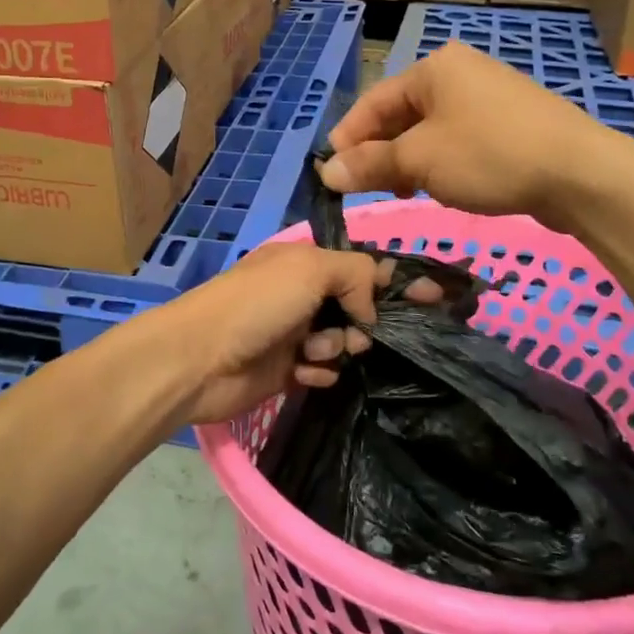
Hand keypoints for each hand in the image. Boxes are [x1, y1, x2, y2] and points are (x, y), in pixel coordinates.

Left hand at [158, 243, 383, 426]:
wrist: (199, 359)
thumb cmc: (256, 305)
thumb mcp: (310, 269)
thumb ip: (356, 274)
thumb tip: (370, 308)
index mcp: (305, 261)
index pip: (361, 265)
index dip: (395, 280)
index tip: (434, 297)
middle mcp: (302, 294)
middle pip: (357, 306)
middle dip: (366, 321)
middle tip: (361, 334)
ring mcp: (294, 332)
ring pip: (344, 341)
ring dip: (337, 347)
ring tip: (313, 351)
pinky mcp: (287, 369)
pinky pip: (324, 370)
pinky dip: (319, 371)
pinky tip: (302, 372)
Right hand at [320, 42, 608, 219]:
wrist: (580, 173)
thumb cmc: (489, 156)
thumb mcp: (420, 162)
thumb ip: (370, 165)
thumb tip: (326, 172)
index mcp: (433, 68)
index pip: (373, 102)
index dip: (348, 139)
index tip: (331, 175)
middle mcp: (459, 73)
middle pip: (400, 114)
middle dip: (380, 152)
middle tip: (366, 189)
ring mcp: (488, 95)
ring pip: (429, 129)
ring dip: (408, 160)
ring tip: (401, 192)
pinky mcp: (509, 122)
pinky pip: (458, 138)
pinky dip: (439, 161)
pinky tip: (440, 186)